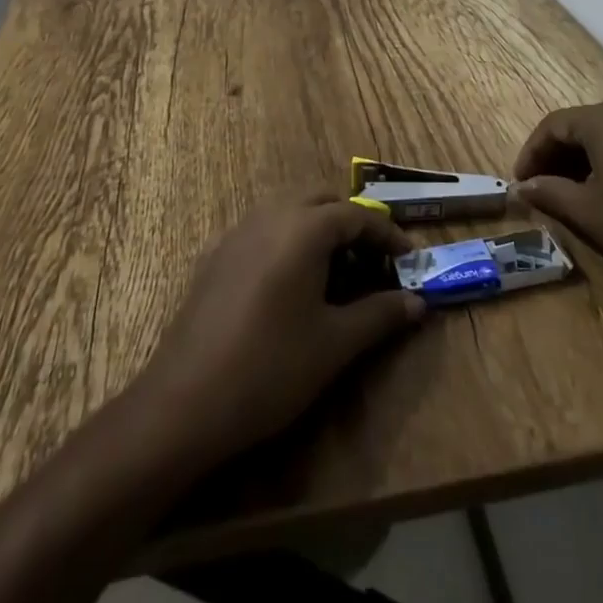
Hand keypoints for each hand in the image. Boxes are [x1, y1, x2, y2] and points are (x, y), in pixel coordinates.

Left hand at [134, 193, 425, 466]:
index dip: (387, 234)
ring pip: (289, 209)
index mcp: (304, 228)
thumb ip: (380, 315)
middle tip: (373, 261)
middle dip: (352, 223)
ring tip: (337, 271)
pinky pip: (264, 229)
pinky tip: (291, 283)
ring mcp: (238, 232)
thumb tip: (418, 303)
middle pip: (322, 200)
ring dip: (318, 228)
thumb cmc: (271, 368)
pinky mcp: (216, 255)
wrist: (185, 402)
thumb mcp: (335, 344)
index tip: (409, 259)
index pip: (357, 215)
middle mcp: (271, 215)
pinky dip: (288, 240)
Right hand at [512, 103, 602, 299]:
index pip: (553, 125)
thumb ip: (550, 193)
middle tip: (539, 188)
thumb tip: (522, 187)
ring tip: (566, 194)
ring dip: (579, 161)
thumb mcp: (588, 212)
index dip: (531, 153)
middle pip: (578, 127)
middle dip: (554, 156)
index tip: (520, 182)